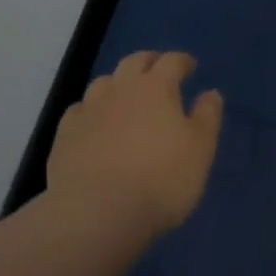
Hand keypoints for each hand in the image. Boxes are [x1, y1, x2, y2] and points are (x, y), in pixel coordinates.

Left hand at [46, 51, 223, 237]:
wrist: (96, 214)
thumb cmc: (160, 179)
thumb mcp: (200, 150)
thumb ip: (207, 117)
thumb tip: (210, 93)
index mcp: (156, 87)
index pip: (171, 61)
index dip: (182, 61)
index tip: (190, 67)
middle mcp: (121, 89)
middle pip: (134, 62)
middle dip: (148, 62)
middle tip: (157, 69)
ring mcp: (89, 110)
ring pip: (104, 83)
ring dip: (117, 84)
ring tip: (124, 96)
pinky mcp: (65, 135)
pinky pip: (79, 111)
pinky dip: (90, 111)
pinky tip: (93, 124)